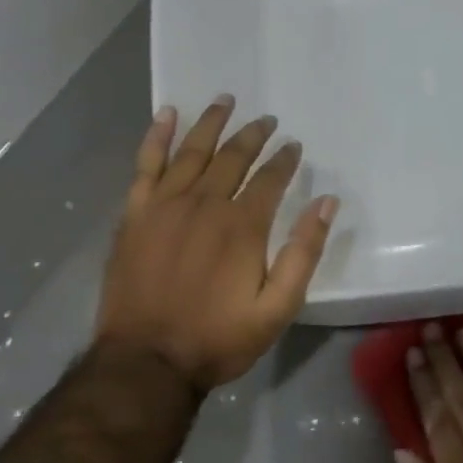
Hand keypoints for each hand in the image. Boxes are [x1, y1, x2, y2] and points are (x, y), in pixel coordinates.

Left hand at [94, 96, 338, 393]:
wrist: (146, 361)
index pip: (270, 178)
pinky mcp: (136, 214)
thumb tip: (326, 202)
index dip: (285, 159)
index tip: (294, 145)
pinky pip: (146, 164)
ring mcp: (165, 205)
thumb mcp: (277, 308)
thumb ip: (304, 253)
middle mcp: (204, 203)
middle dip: (253, 135)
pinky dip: (157, 137)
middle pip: (233, 157)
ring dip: (211, 123)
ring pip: (192, 151)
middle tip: (266, 120)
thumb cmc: (218, 338)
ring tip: (225, 101)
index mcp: (242, 225)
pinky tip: (167, 114)